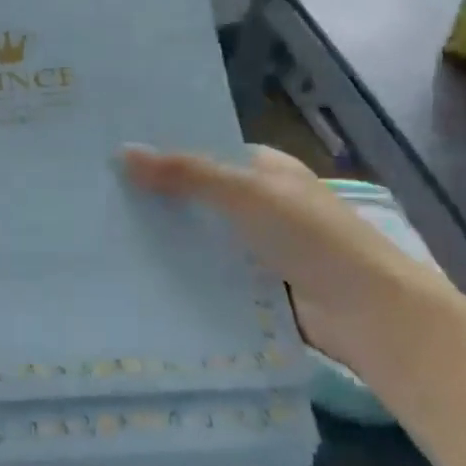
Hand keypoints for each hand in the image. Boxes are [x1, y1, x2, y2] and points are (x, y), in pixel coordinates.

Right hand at [121, 143, 450, 372]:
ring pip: (201, 236)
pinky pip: (209, 273)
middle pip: (199, 195)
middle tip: (97, 197)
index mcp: (266, 169)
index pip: (206, 152)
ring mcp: (258, 247)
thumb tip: (123, 152)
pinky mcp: (254, 287)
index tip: (113, 155)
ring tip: (104, 235)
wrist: (368, 314)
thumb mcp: (246, 194)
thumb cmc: (311, 238)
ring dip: (166, 238)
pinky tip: (138, 273)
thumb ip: (186, 174)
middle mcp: (261, 203)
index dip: (164, 151)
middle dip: (157, 198)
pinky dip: (182, 273)